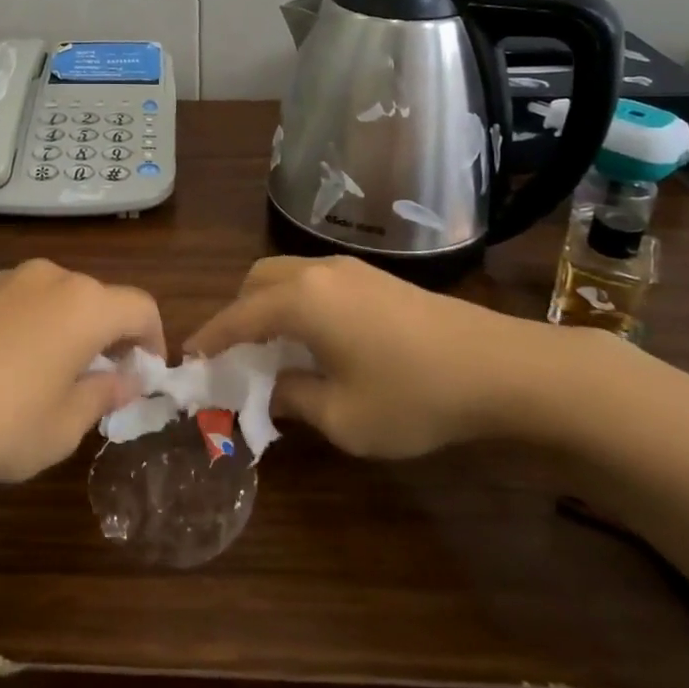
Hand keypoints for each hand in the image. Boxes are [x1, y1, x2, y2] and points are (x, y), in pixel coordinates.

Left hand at [0, 259, 163, 493]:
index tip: (145, 375)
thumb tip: (124, 379)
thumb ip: (103, 395)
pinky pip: (21, 301)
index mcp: (84, 305)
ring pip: (58, 298)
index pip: (140, 307)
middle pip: (99, 299)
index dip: (153, 340)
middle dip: (109, 336)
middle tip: (101, 382)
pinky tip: (7, 367)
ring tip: (52, 376)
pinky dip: (33, 325)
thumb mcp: (63, 426)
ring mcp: (6, 279)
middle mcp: (51, 278)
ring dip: (69, 329)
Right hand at [185, 256, 553, 458]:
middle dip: (239, 312)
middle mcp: (318, 273)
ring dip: (269, 304)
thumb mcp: (344, 417)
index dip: (211, 336)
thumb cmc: (413, 395)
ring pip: (288, 275)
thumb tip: (272, 388)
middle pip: (258, 280)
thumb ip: (294, 399)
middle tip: (237, 353)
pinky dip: (298, 302)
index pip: (239, 315)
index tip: (190, 356)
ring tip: (275, 347)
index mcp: (301, 301)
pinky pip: (316, 281)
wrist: (498, 367)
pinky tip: (317, 338)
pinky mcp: (376, 277)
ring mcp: (351, 270)